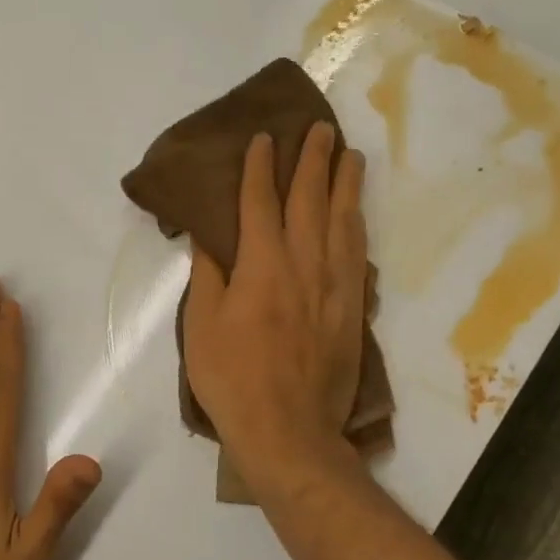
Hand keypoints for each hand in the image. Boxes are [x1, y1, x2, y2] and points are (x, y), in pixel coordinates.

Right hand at [183, 124, 368, 467]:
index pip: (259, 203)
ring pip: (342, 221)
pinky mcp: (353, 308)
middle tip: (321, 128)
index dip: (259, 167)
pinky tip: (357, 214)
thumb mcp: (201, 326)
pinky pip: (358, 254)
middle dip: (313, 160)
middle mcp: (303, 265)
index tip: (263, 138)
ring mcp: (334, 285)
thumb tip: (209, 237)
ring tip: (350, 155)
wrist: (289, 431)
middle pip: (310, 200)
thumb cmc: (232, 379)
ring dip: (345, 184)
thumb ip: (208, 276)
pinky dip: (357, 226)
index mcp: (261, 266)